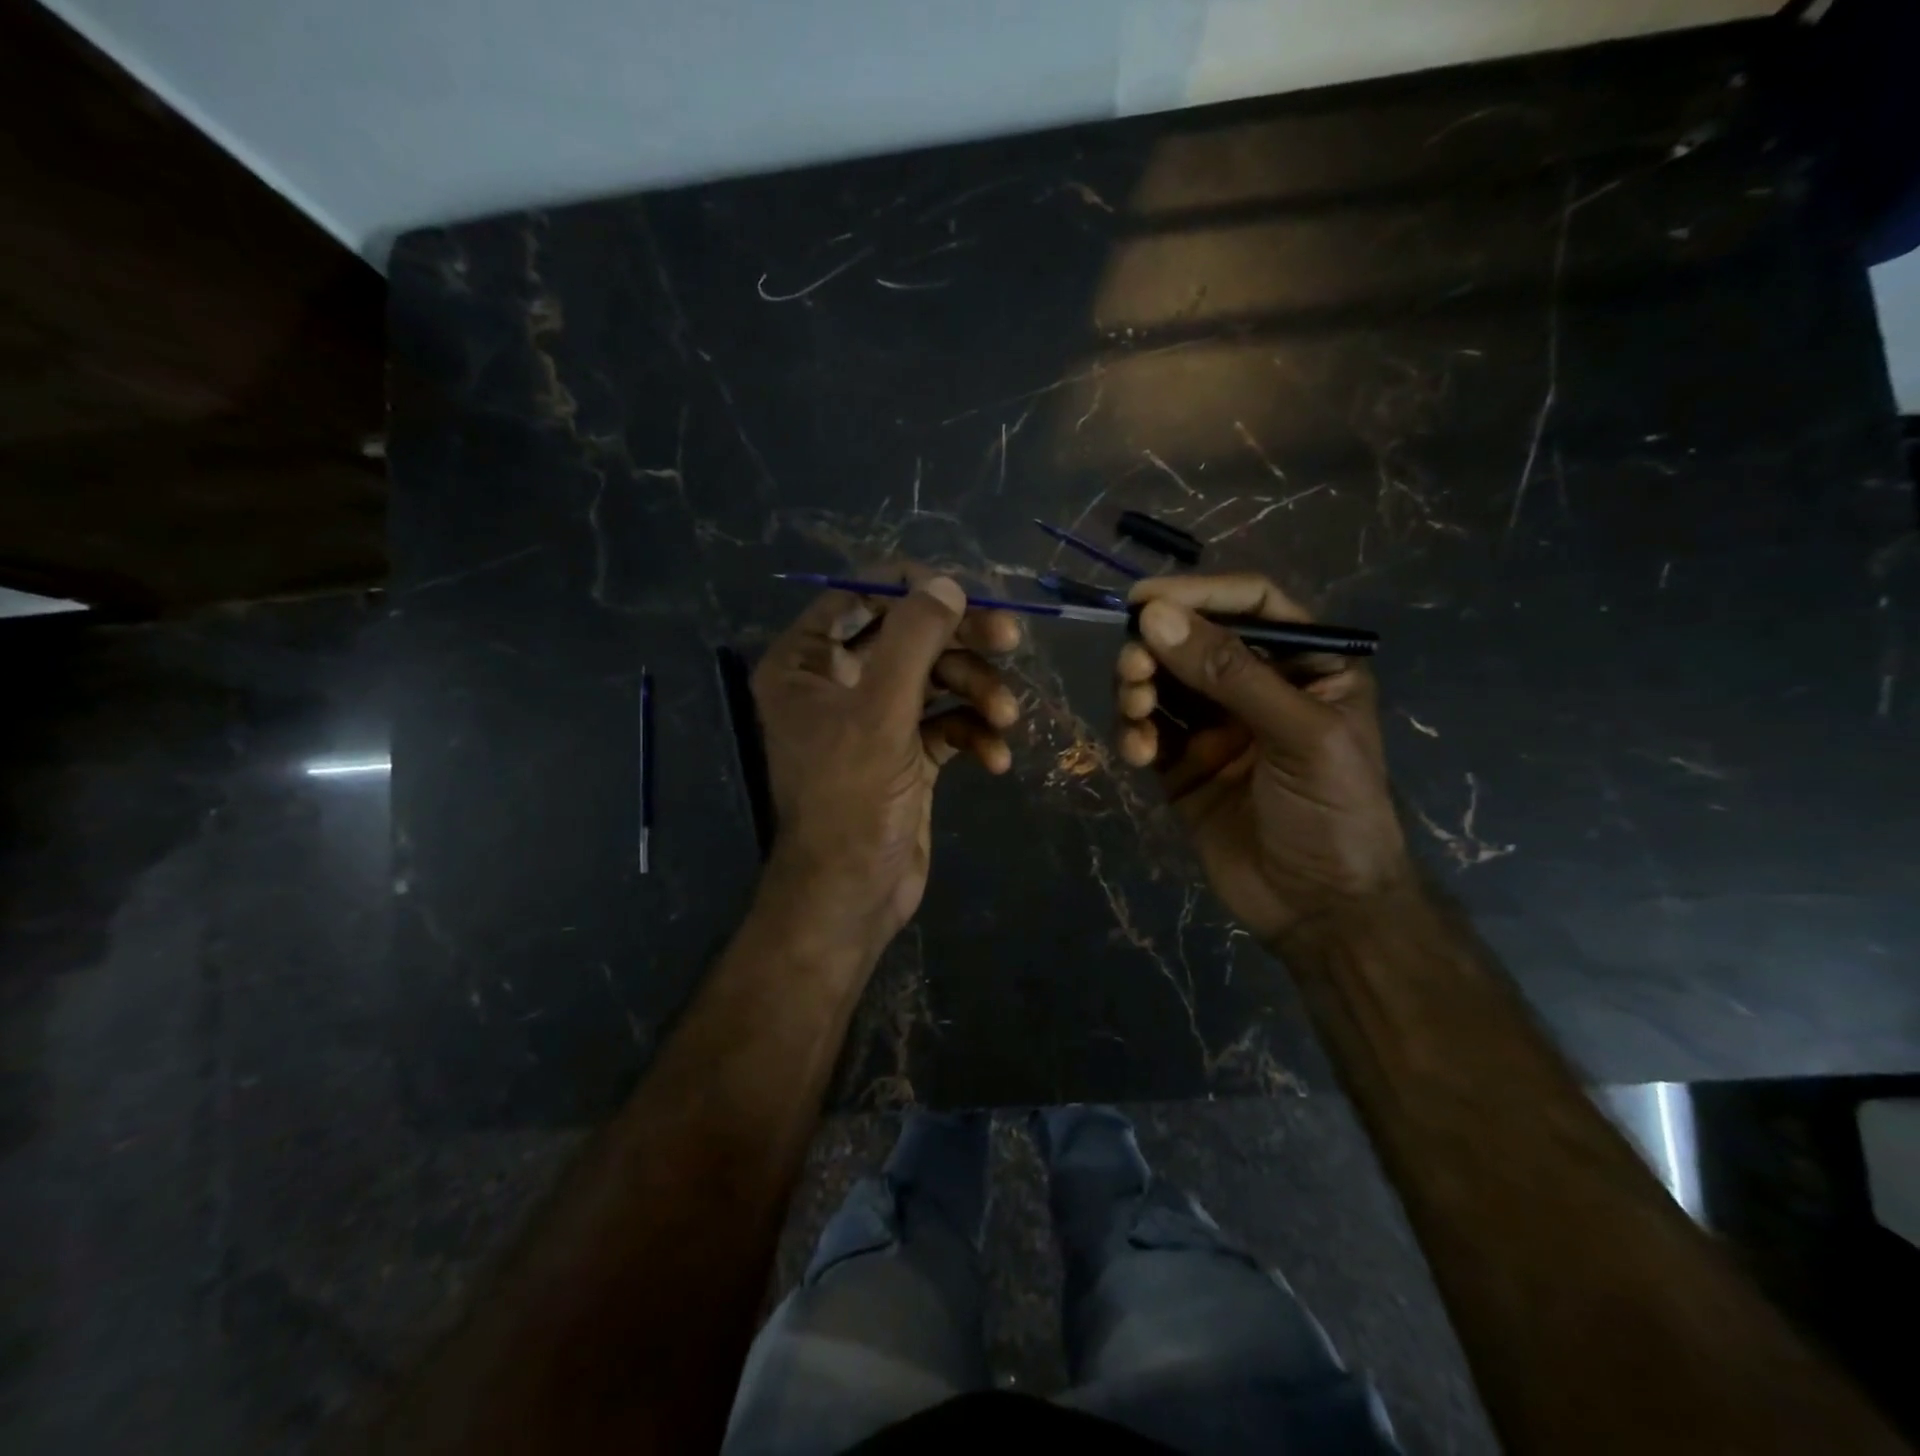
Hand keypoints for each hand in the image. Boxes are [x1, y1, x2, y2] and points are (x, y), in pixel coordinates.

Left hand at [752, 568, 1021, 965]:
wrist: (854, 895)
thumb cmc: (852, 798)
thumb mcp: (880, 710)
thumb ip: (913, 639)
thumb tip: (948, 583)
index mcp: (806, 663)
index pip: (859, 596)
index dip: (913, 587)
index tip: (967, 591)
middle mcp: (837, 683)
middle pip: (907, 635)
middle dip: (960, 640)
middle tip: (1011, 638)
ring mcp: (874, 719)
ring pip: (935, 679)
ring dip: (977, 692)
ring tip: (1007, 717)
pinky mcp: (907, 754)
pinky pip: (946, 723)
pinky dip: (973, 733)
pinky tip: (996, 759)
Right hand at [1113, 574, 1409, 948]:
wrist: (1321, 910)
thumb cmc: (1335, 812)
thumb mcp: (1298, 734)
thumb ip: (1228, 673)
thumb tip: (1155, 617)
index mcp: (1305, 665)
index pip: (1250, 605)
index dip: (1198, 594)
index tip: (1144, 601)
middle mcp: (1256, 687)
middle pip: (1192, 642)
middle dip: (1156, 649)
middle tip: (1133, 670)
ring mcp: (1215, 727)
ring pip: (1161, 683)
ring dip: (1138, 688)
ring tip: (1136, 711)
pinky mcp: (1182, 766)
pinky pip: (1147, 732)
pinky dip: (1133, 733)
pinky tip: (1136, 753)